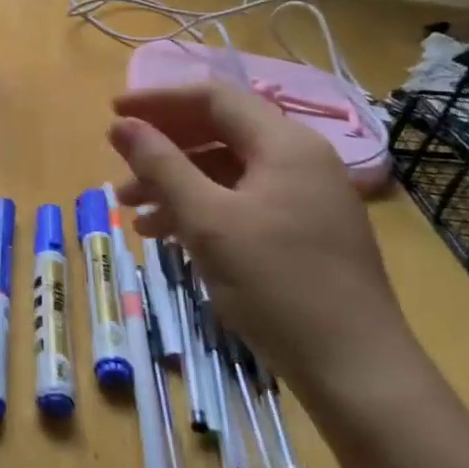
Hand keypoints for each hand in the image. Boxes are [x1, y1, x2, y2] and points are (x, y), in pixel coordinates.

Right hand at [108, 80, 427, 422]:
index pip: (213, 98)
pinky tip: (167, 234)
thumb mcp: (207, 220)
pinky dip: (202, 209)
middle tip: (120, 168)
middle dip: (164, 148)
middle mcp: (300, 160)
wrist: (355, 369)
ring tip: (132, 211)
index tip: (113, 113)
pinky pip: (242, 201)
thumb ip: (161, 165)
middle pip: (219, 132)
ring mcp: (305, 198)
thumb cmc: (276, 284)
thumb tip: (121, 124)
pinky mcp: (303, 232)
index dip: (159, 101)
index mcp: (284, 144)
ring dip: (176, 183)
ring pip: (227, 171)